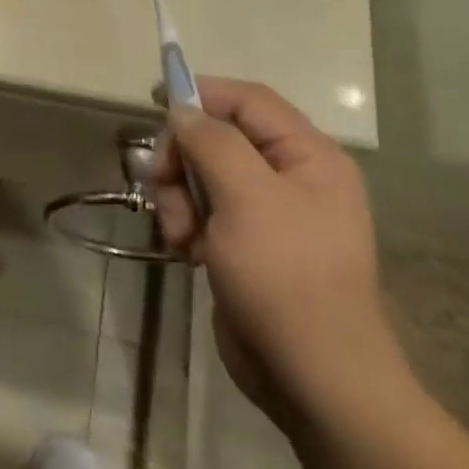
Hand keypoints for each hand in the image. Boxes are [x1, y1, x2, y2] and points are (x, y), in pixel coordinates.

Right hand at [153, 78, 407, 430]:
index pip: (249, 101)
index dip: (202, 93)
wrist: (313, 375)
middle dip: (183, 158)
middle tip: (160, 184)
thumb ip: (213, 143)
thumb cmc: (286, 276)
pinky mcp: (247, 246)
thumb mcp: (247, 198)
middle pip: (220, 139)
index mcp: (308, 157)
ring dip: (179, 198)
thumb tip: (183, 111)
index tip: (154, 101)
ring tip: (179, 234)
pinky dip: (188, 224)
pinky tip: (187, 252)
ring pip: (205, 177)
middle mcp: (292, 178)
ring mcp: (269, 215)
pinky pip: (206, 212)